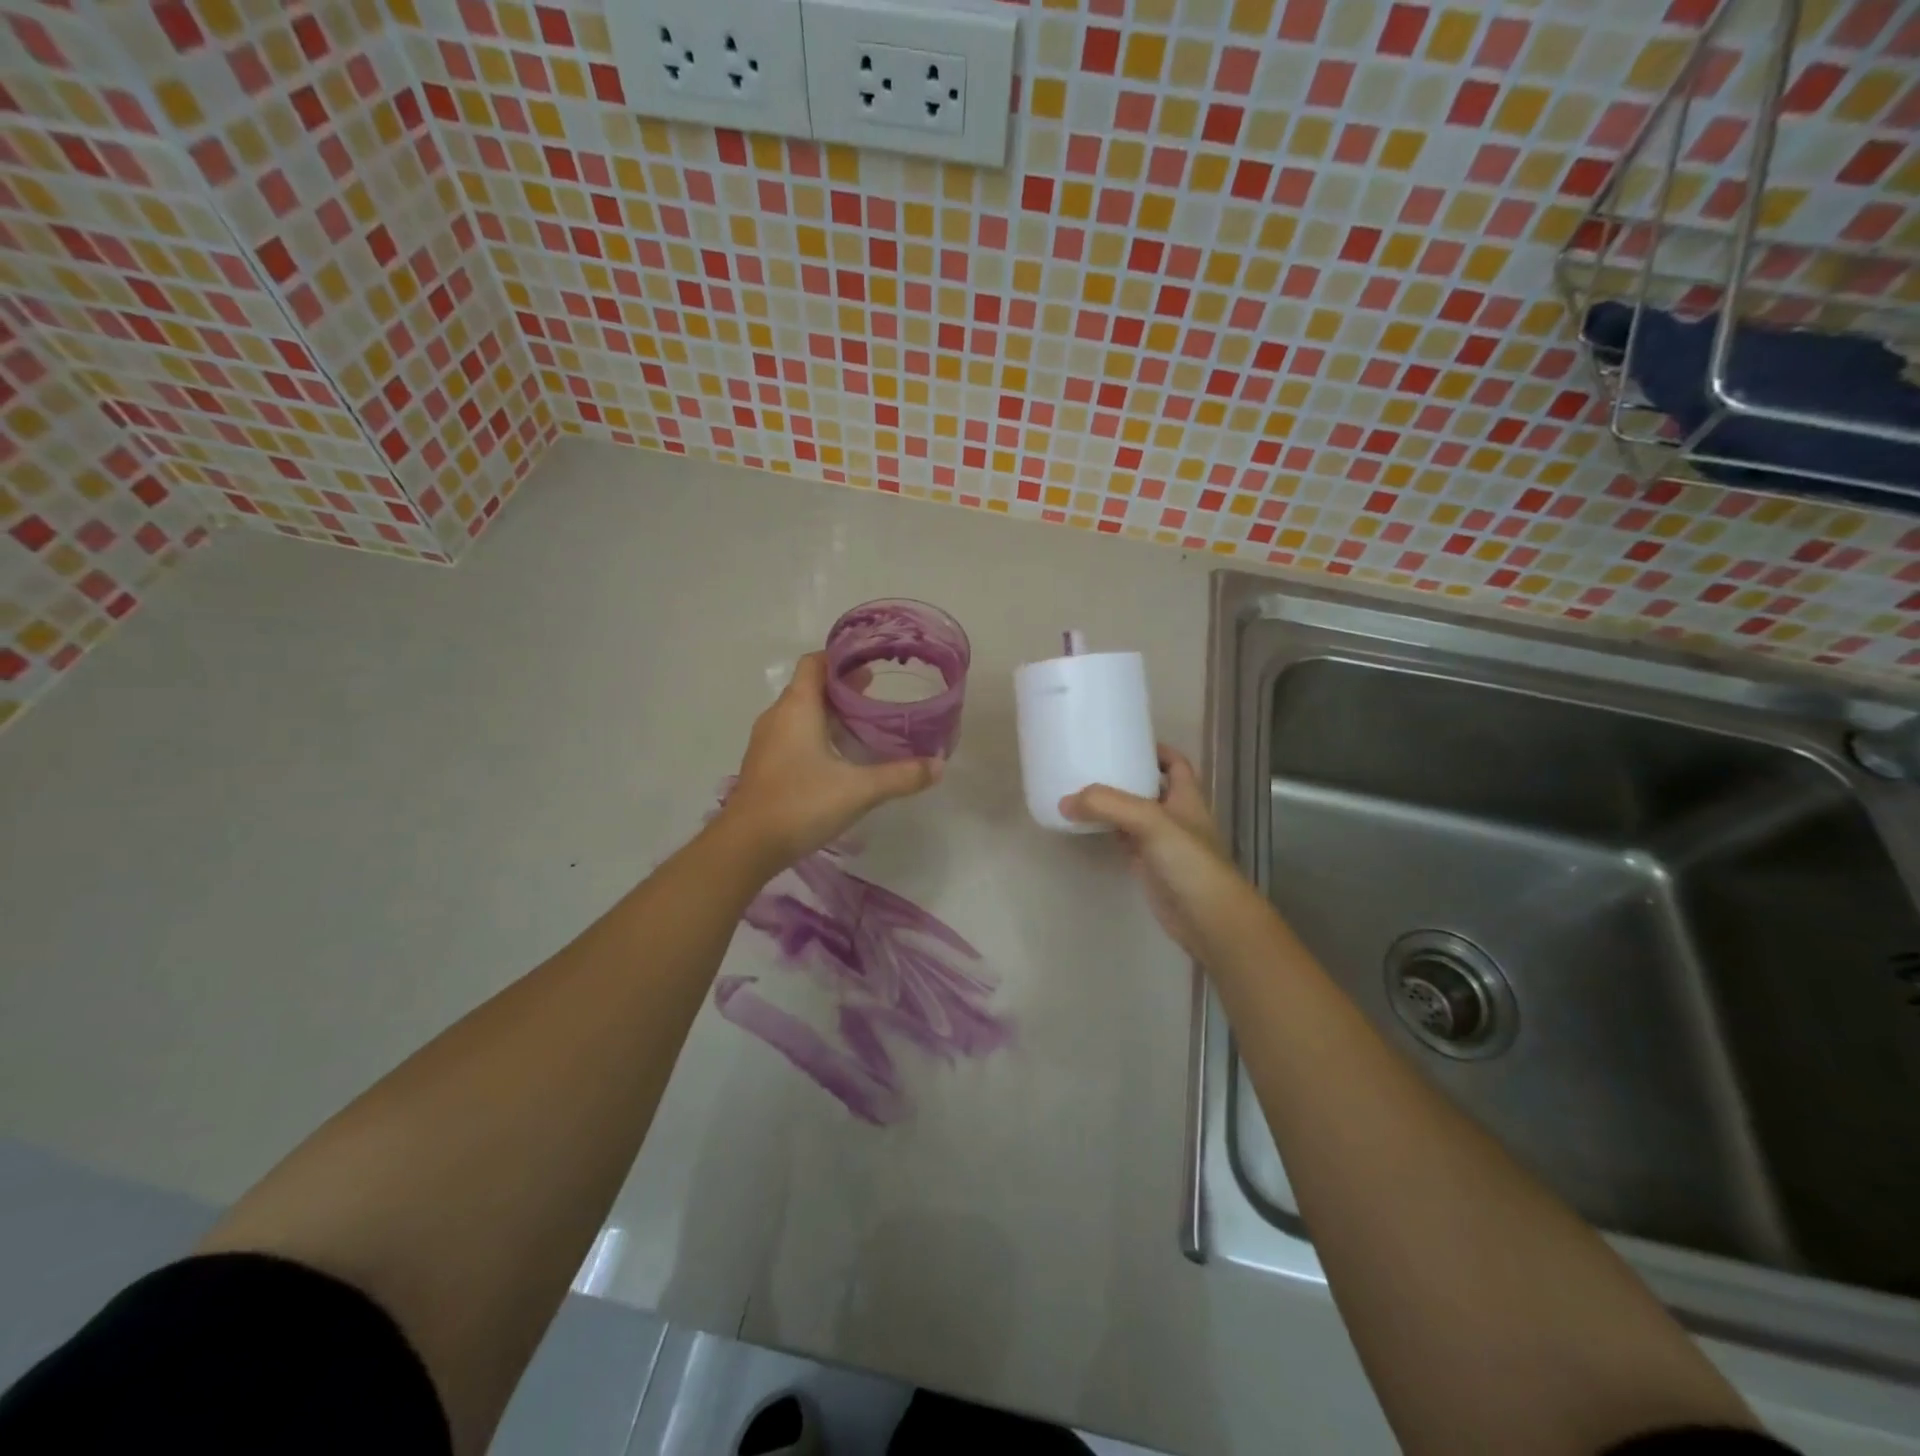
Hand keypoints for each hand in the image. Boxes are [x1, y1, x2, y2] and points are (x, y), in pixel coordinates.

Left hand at [720, 652, 942, 870]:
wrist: (747, 846)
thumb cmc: (801, 803)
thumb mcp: (859, 790)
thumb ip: (901, 776)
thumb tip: (939, 765)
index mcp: (797, 707)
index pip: (815, 663)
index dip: (841, 658)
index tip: (870, 661)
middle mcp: (778, 716)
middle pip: (810, 687)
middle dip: (842, 687)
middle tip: (877, 692)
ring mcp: (767, 742)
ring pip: (801, 713)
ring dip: (829, 712)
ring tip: (863, 723)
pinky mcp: (765, 765)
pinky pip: (793, 735)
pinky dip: (816, 734)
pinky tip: (839, 756)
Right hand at [1059, 746, 1262, 962]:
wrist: (1209, 918)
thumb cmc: (1190, 862)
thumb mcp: (1151, 821)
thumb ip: (1108, 806)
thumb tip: (1065, 801)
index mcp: (1186, 798)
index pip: (1176, 764)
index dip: (1157, 751)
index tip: (1127, 741)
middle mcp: (1176, 817)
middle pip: (1151, 788)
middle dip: (1126, 775)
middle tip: (1092, 765)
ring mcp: (1162, 844)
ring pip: (1134, 815)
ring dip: (1112, 805)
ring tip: (1081, 791)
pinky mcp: (1149, 867)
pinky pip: (1124, 841)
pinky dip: (1107, 832)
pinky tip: (1086, 827)